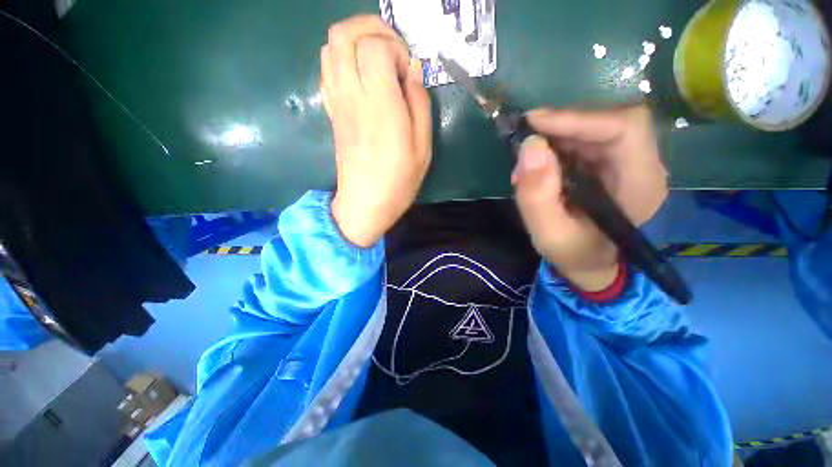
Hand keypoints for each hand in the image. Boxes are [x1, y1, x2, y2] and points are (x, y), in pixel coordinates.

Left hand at [320, 15, 431, 247]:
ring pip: (330, 46)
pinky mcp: (332, 111)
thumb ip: (420, 104)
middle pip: (343, 34)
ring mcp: (337, 103)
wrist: (365, 204)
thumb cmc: (398, 181)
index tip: (407, 69)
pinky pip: (327, 69)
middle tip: (392, 48)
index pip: (373, 46)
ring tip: (378, 58)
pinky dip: (343, 58)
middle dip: (370, 28)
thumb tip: (413, 70)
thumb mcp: (423, 148)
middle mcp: (352, 97)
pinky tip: (362, 75)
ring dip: (355, 39)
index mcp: (380, 107)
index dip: (393, 46)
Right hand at [512, 106, 667, 291]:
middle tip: (524, 139)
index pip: (624, 129)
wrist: (588, 262)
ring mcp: (628, 163)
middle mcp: (643, 166)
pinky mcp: (610, 164)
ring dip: (556, 137)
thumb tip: (530, 146)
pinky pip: (584, 141)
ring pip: (594, 129)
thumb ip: (537, 195)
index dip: (579, 119)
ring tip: (526, 160)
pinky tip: (537, 164)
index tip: (534, 122)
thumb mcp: (549, 232)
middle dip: (563, 127)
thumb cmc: (573, 253)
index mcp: (640, 185)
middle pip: (610, 122)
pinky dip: (556, 146)